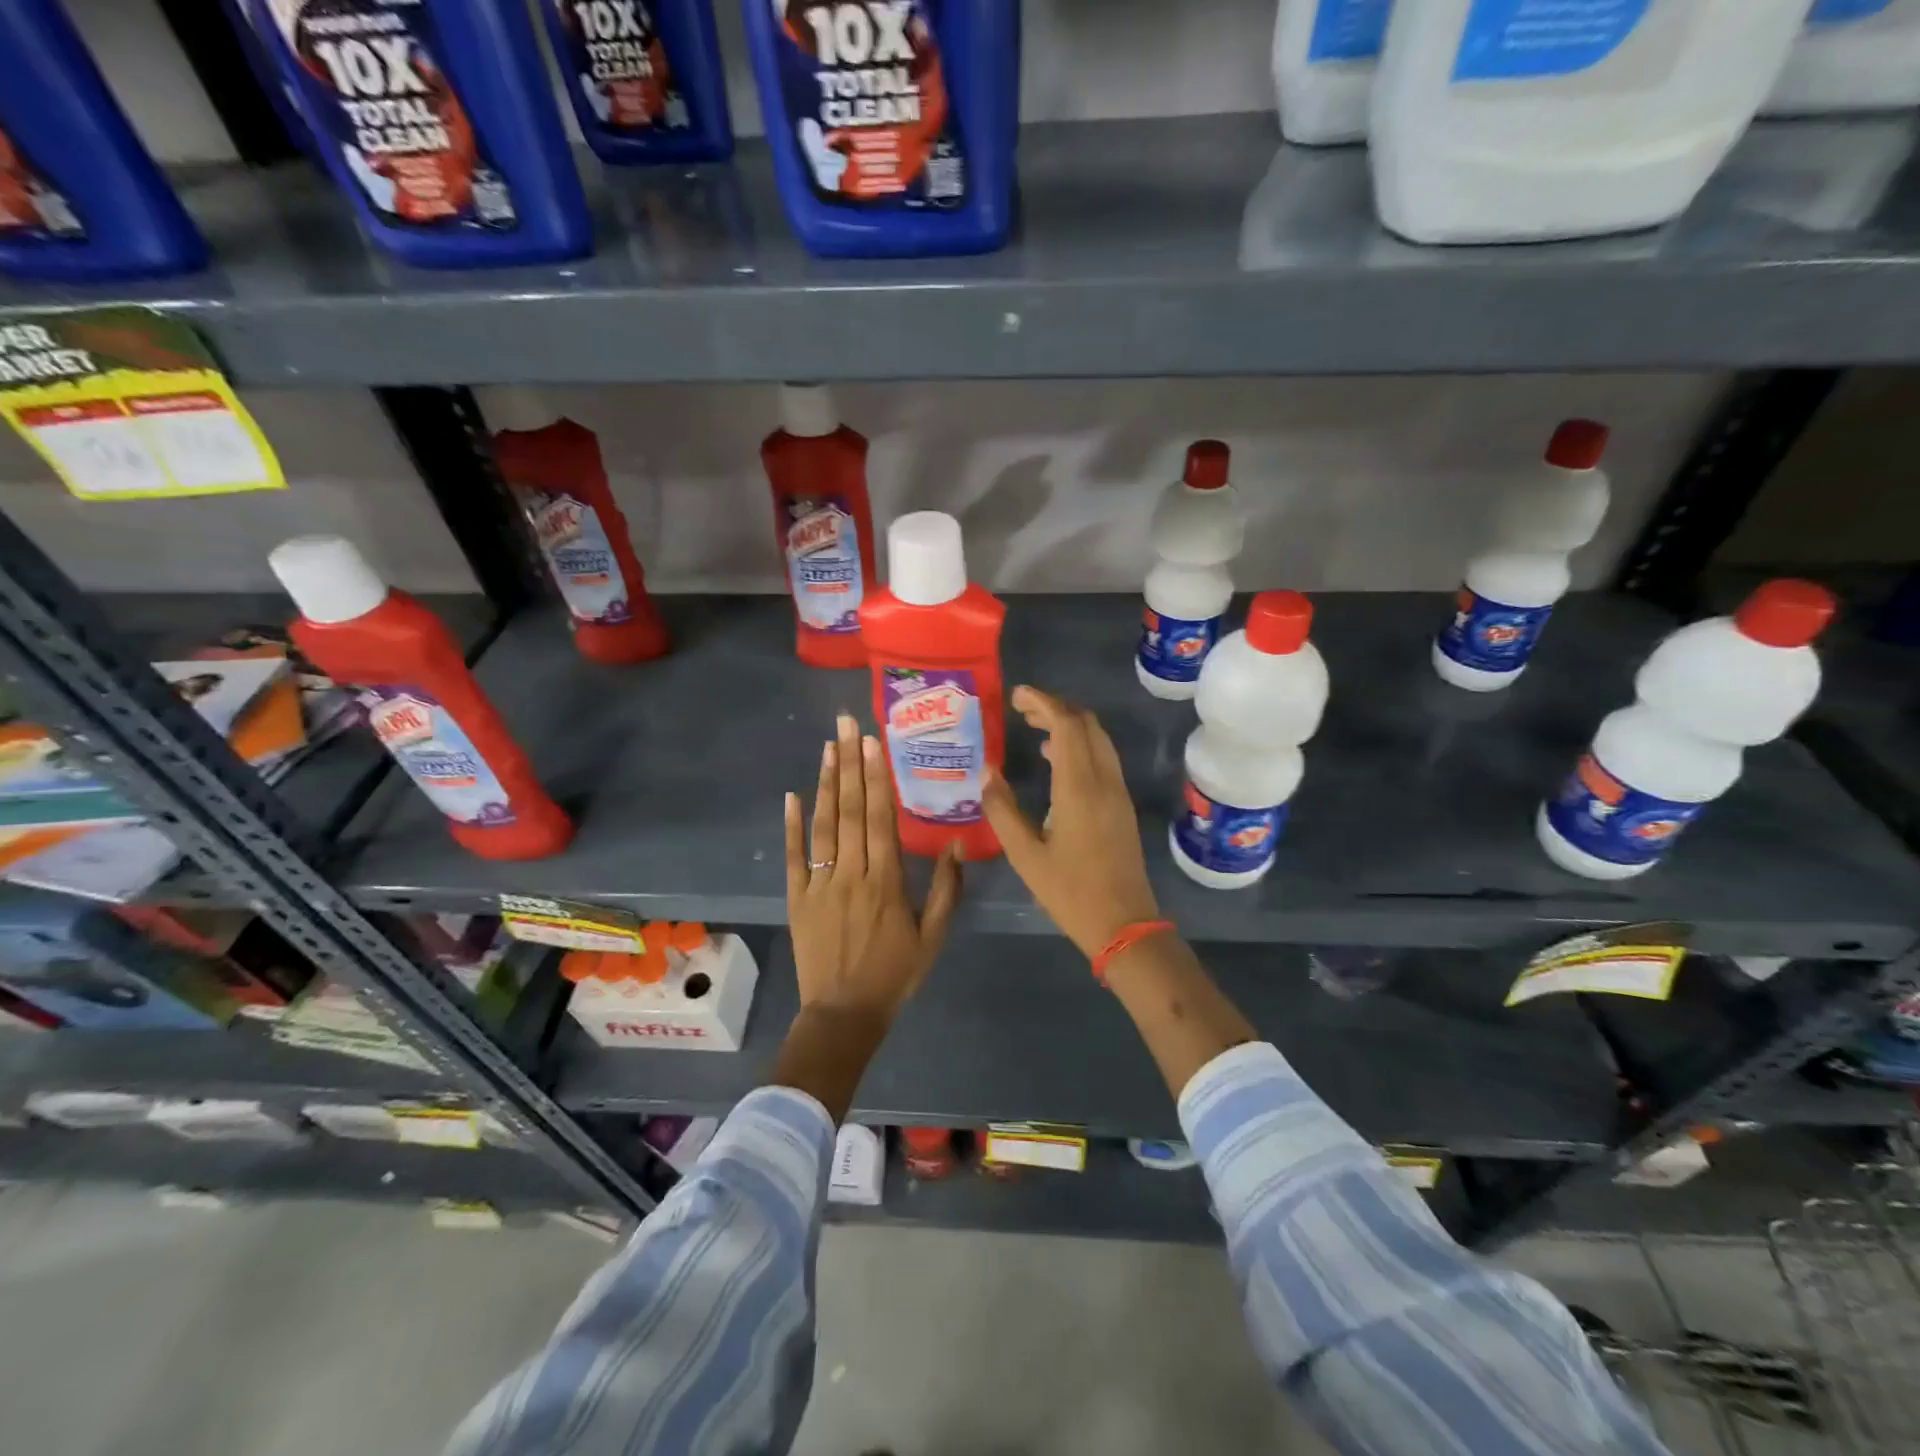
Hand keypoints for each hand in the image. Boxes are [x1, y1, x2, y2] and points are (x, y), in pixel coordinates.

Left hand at [784, 711, 961, 1022]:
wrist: (844, 1014)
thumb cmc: (895, 974)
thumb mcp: (933, 936)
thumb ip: (945, 889)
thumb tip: (954, 843)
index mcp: (886, 881)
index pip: (881, 818)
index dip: (877, 777)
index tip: (873, 742)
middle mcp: (851, 873)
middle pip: (852, 810)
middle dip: (851, 763)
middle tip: (846, 724)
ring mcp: (820, 883)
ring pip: (824, 824)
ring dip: (827, 783)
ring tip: (828, 746)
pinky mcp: (797, 897)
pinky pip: (794, 855)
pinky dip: (792, 825)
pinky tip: (793, 794)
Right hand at [981, 686, 1161, 958]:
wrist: (1124, 924)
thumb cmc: (1070, 892)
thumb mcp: (1025, 855)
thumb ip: (1003, 810)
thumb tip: (987, 773)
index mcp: (1079, 788)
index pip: (1067, 725)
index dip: (1043, 702)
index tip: (1016, 695)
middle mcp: (1104, 781)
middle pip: (1087, 724)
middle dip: (1056, 707)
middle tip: (1022, 708)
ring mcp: (1118, 792)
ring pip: (1098, 739)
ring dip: (1070, 724)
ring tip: (1034, 726)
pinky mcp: (1122, 806)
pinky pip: (1103, 758)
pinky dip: (1080, 745)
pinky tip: (1055, 760)